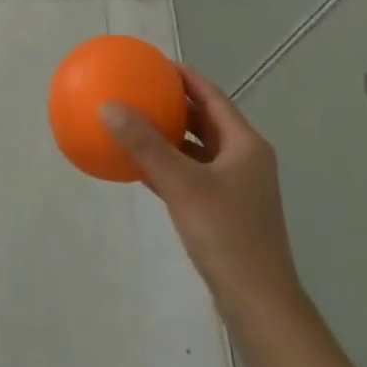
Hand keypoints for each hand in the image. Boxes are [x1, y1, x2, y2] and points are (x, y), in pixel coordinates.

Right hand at [102, 64, 301, 318]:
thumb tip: (108, 106)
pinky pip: (193, 176)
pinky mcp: (225, 211)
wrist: (258, 303)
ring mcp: (237, 187)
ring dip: (170, 136)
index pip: (211, 96)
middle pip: (206, 120)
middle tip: (140, 89)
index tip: (153, 63)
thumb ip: (145, 145)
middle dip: (174, 104)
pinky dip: (169, 166)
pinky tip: (141, 168)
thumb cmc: (226, 235)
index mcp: (244, 144)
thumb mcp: (182, 185)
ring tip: (136, 122)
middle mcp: (244, 159)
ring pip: (199, 150)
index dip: (183, 76)